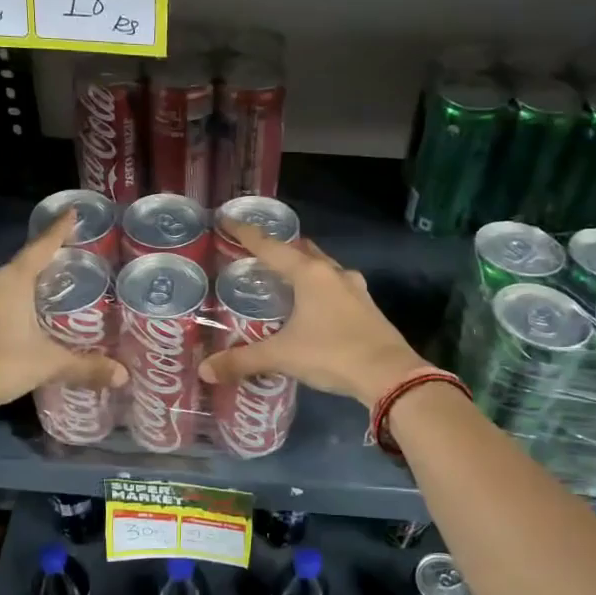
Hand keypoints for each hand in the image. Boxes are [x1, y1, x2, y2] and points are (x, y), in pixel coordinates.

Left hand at [0, 211, 126, 415]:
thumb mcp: (47, 364)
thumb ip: (84, 366)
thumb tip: (123, 375)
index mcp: (12, 281)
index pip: (41, 247)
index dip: (58, 231)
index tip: (71, 212)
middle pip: (18, 269)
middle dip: (39, 271)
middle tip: (61, 275)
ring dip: (16, 295)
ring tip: (38, 306)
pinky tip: (10, 331)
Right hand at [199, 221, 428, 408]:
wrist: (390, 375)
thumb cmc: (332, 353)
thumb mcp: (282, 356)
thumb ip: (242, 360)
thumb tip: (205, 370)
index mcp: (309, 274)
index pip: (270, 245)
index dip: (245, 233)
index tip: (227, 218)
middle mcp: (332, 273)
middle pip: (301, 250)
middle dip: (279, 248)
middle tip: (257, 254)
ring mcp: (354, 289)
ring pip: (322, 267)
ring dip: (303, 268)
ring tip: (284, 279)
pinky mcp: (366, 307)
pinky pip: (336, 287)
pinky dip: (319, 288)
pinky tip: (313, 305)